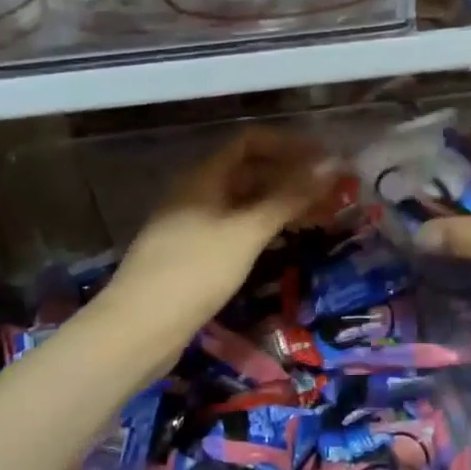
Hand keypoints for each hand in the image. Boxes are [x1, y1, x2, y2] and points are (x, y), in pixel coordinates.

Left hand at [104, 127, 335, 340]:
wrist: (139, 328)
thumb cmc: (195, 271)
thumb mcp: (247, 232)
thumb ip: (289, 198)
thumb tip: (331, 166)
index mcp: (203, 176)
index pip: (250, 141)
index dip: (288, 144)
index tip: (324, 158)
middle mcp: (196, 192)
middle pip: (248, 170)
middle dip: (290, 176)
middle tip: (331, 191)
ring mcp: (193, 223)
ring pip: (244, 201)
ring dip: (280, 203)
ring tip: (319, 215)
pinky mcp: (193, 253)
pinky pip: (235, 226)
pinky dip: (263, 226)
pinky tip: (284, 240)